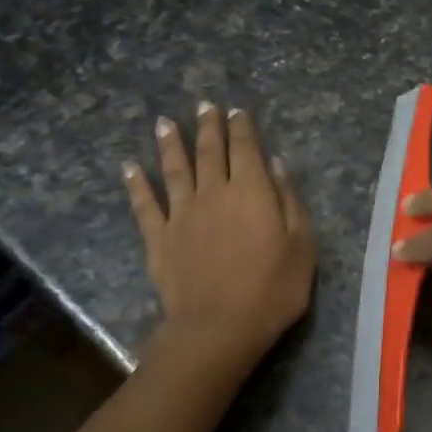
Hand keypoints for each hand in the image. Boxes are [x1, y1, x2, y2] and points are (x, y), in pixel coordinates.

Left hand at [125, 103, 315, 362]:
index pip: (246, 148)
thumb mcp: (302, 245)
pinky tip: (129, 168)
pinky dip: (136, 184)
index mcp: (251, 191)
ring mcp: (181, 214)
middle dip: (208, 126)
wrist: (219, 327)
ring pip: (174, 169)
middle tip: (204, 105)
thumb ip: (289, 201)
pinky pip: (144, 205)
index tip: (237, 111)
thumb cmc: (272, 289)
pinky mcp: (159, 238)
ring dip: (170, 144)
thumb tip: (276, 164)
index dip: (242, 127)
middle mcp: (213, 192)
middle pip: (209, 151)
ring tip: (164, 123)